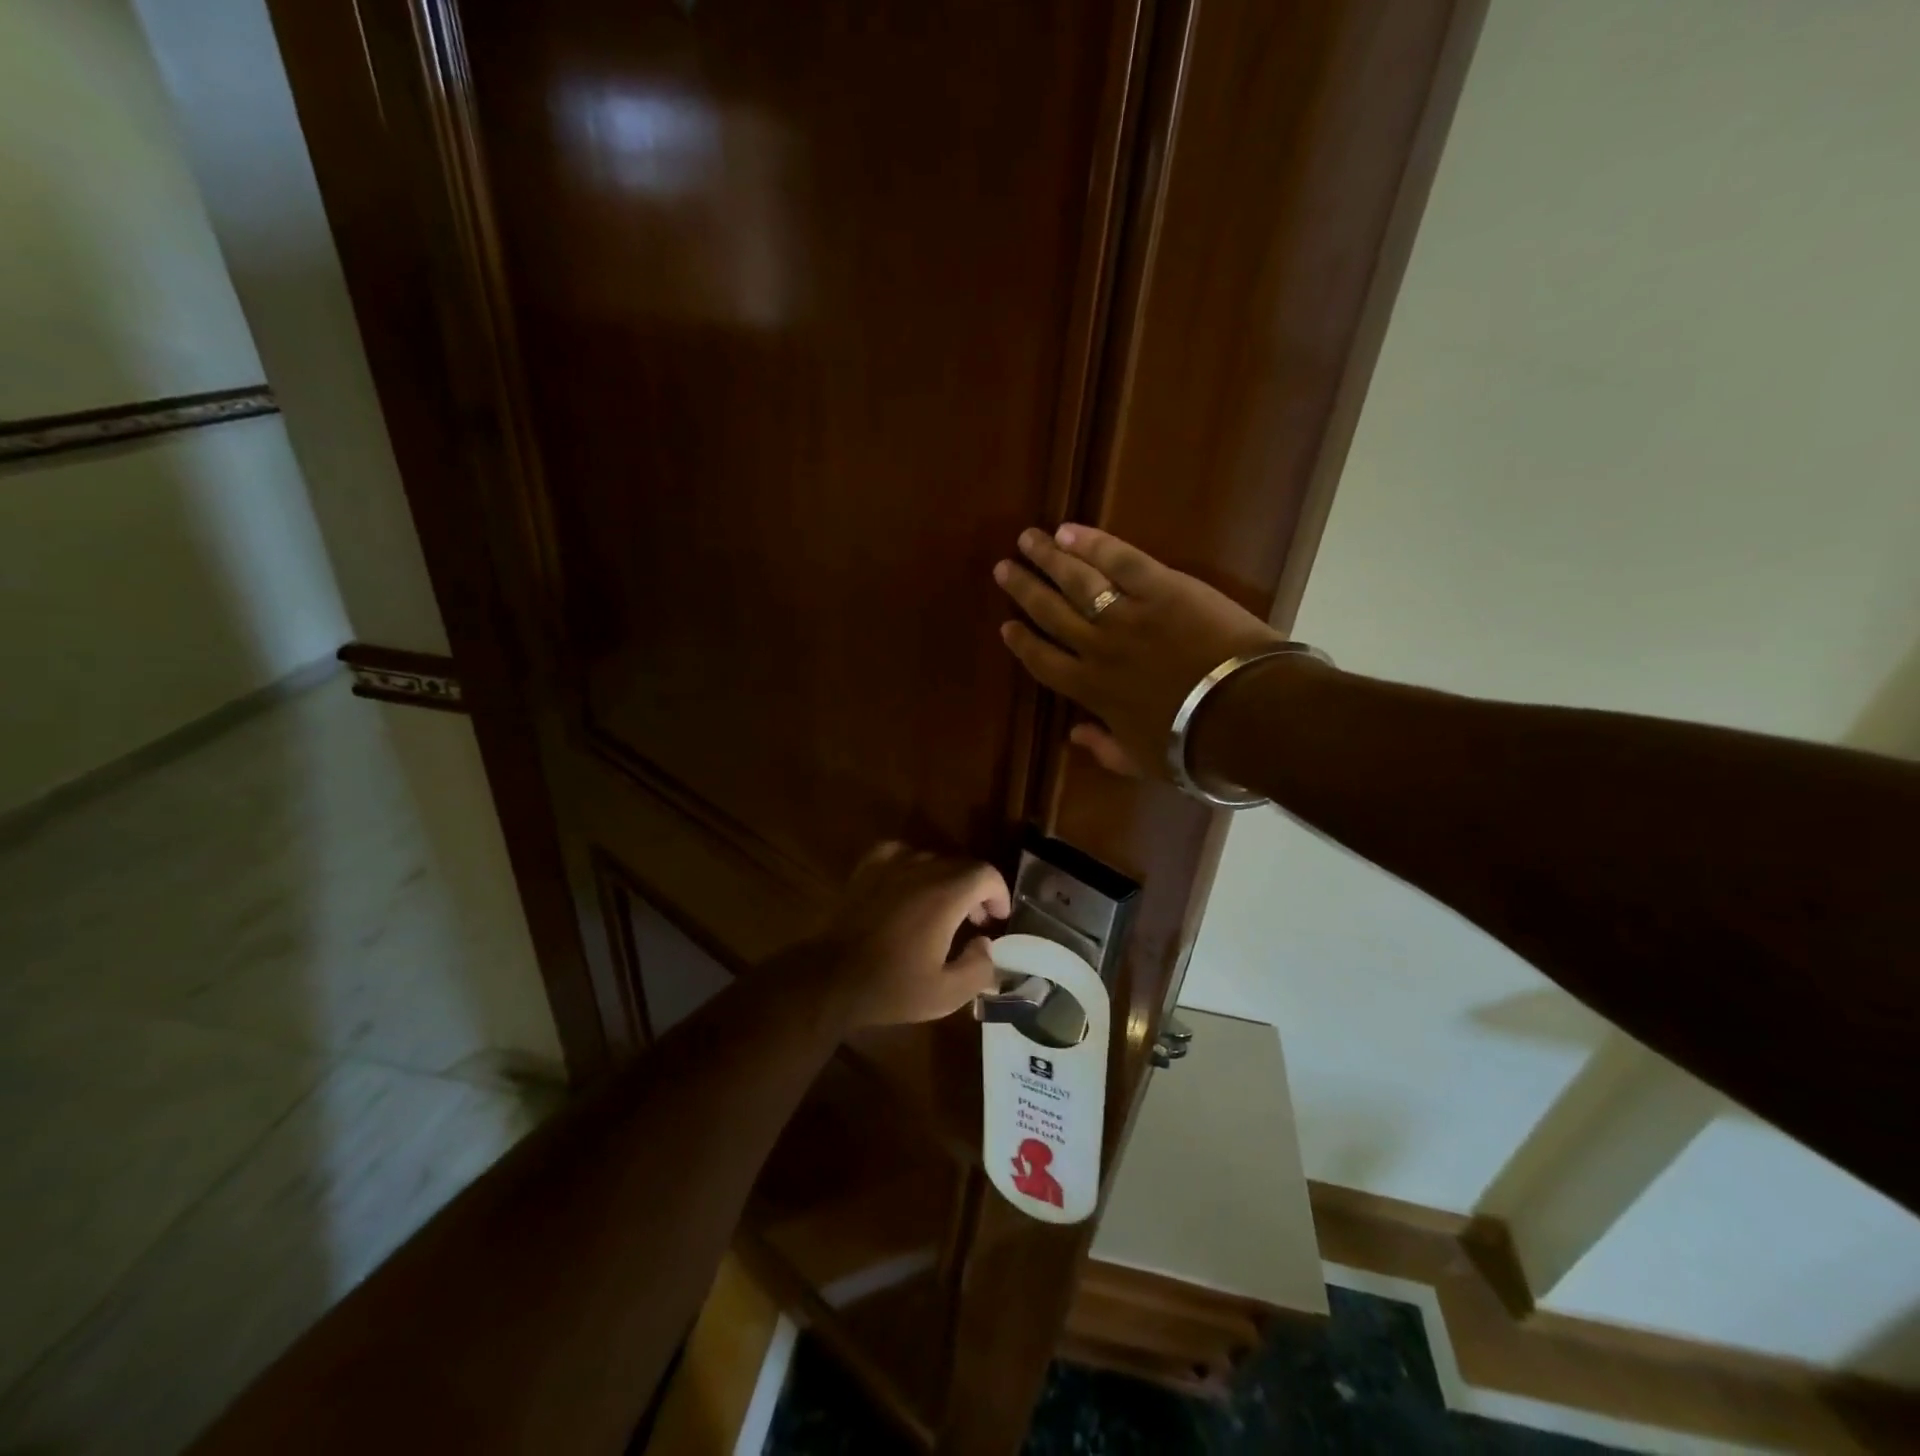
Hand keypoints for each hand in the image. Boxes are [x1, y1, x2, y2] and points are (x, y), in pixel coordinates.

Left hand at [812, 844, 1009, 1028]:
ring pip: (932, 859)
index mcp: (944, 895)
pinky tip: (909, 887)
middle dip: (976, 890)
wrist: (830, 978)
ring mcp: (890, 865)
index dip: (998, 893)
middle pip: (961, 865)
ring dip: (947, 880)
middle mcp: (920, 869)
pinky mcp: (866, 869)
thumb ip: (979, 967)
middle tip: (975, 922)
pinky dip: (913, 866)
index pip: (985, 873)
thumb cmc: (891, 987)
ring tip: (943, 909)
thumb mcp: (946, 994)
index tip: (997, 919)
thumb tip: (986, 943)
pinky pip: (900, 854)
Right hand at [992, 524, 1282, 778]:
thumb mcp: (1142, 762)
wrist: (1240, 714)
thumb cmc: (1192, 745)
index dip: (1022, 642)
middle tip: (1003, 568)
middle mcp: (1098, 647)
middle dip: (1024, 589)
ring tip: (1027, 539)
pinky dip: (1093, 543)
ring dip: (1048, 558)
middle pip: (1051, 612)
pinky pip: (1120, 560)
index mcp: (1091, 689)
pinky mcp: (1162, 589)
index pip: (1044, 661)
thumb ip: (1105, 749)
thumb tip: (1075, 735)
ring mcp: (1128, 615)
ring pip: (1077, 581)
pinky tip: (1069, 530)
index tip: (1007, 625)